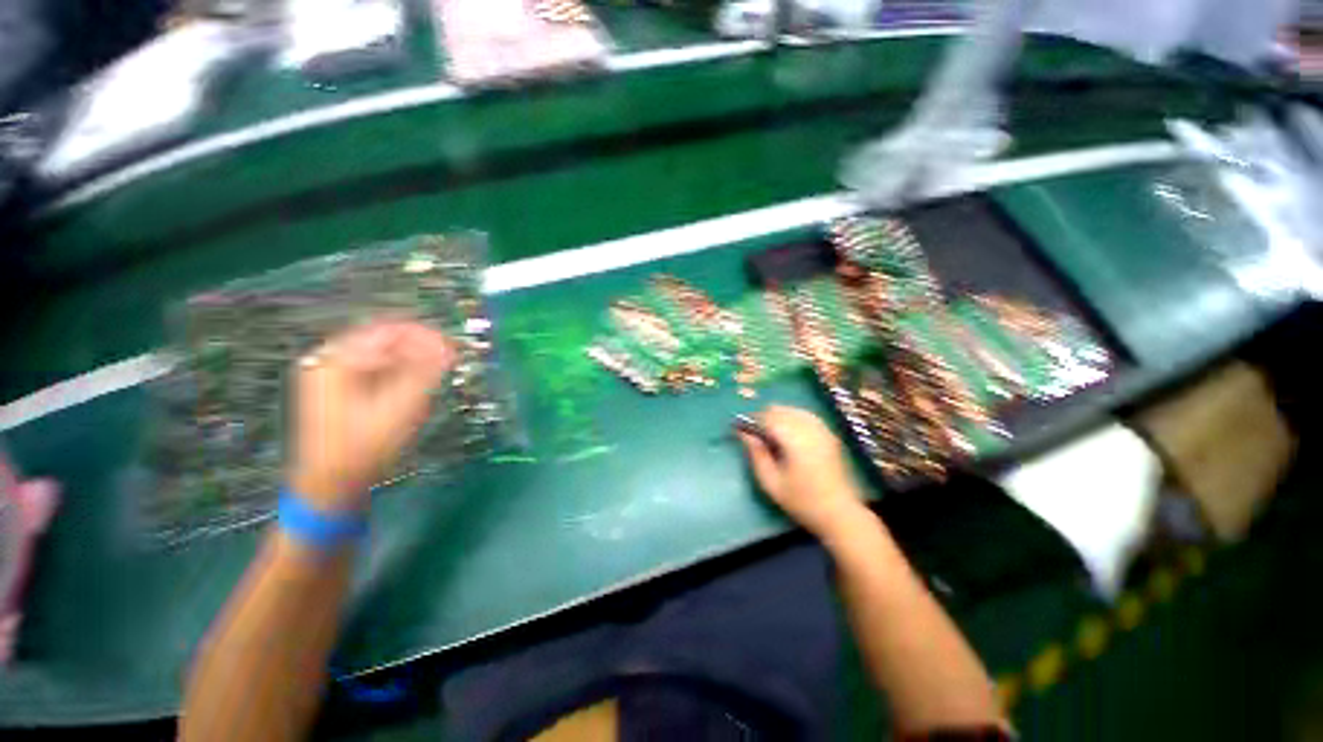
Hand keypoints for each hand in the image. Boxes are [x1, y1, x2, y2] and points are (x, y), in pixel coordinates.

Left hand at [289, 320, 454, 511]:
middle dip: (419, 347)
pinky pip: (374, 369)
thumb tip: (449, 347)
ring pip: (380, 355)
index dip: (424, 335)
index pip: (387, 331)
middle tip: (449, 358)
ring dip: (411, 359)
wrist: (331, 487)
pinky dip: (399, 372)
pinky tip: (416, 384)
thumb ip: (426, 373)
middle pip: (382, 340)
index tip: (453, 347)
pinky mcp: (338, 392)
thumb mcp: (401, 408)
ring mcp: (330, 376)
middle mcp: (328, 361)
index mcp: (336, 360)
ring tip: (437, 371)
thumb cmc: (365, 447)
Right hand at [737, 406, 868, 537]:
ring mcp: (822, 429)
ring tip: (771, 435)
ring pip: (792, 410)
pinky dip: (793, 418)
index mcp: (794, 439)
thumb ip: (756, 454)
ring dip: (778, 417)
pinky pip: (805, 416)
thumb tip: (744, 434)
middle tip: (755, 435)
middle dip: (763, 417)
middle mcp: (809, 428)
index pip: (767, 417)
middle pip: (780, 409)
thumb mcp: (771, 482)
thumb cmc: (802, 501)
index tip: (739, 429)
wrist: (841, 513)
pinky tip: (789, 435)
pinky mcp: (829, 434)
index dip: (750, 420)